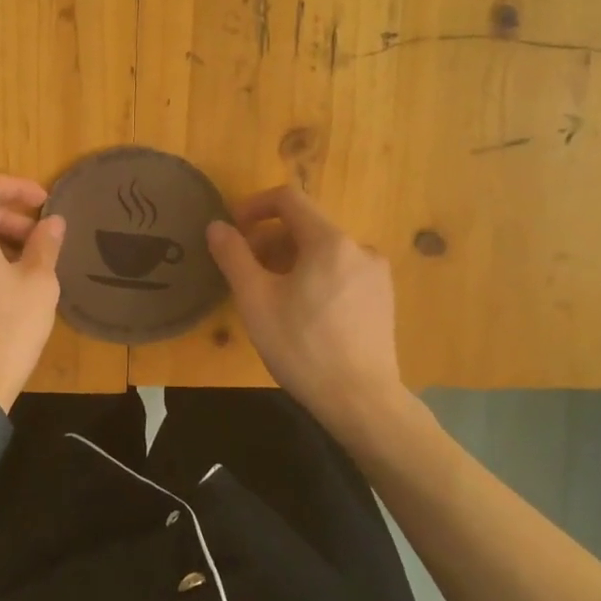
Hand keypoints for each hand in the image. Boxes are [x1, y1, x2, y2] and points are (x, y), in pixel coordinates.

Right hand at [206, 187, 408, 431]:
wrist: (361, 401)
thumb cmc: (302, 347)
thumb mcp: (255, 300)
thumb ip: (233, 255)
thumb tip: (217, 226)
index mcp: (329, 241)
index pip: (288, 199)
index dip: (254, 206)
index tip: (233, 230)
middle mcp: (359, 248)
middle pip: (305, 226)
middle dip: (269, 240)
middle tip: (245, 270)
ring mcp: (376, 275)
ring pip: (323, 251)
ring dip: (290, 260)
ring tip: (270, 294)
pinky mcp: (383, 299)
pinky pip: (341, 271)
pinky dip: (315, 276)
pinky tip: (301, 312)